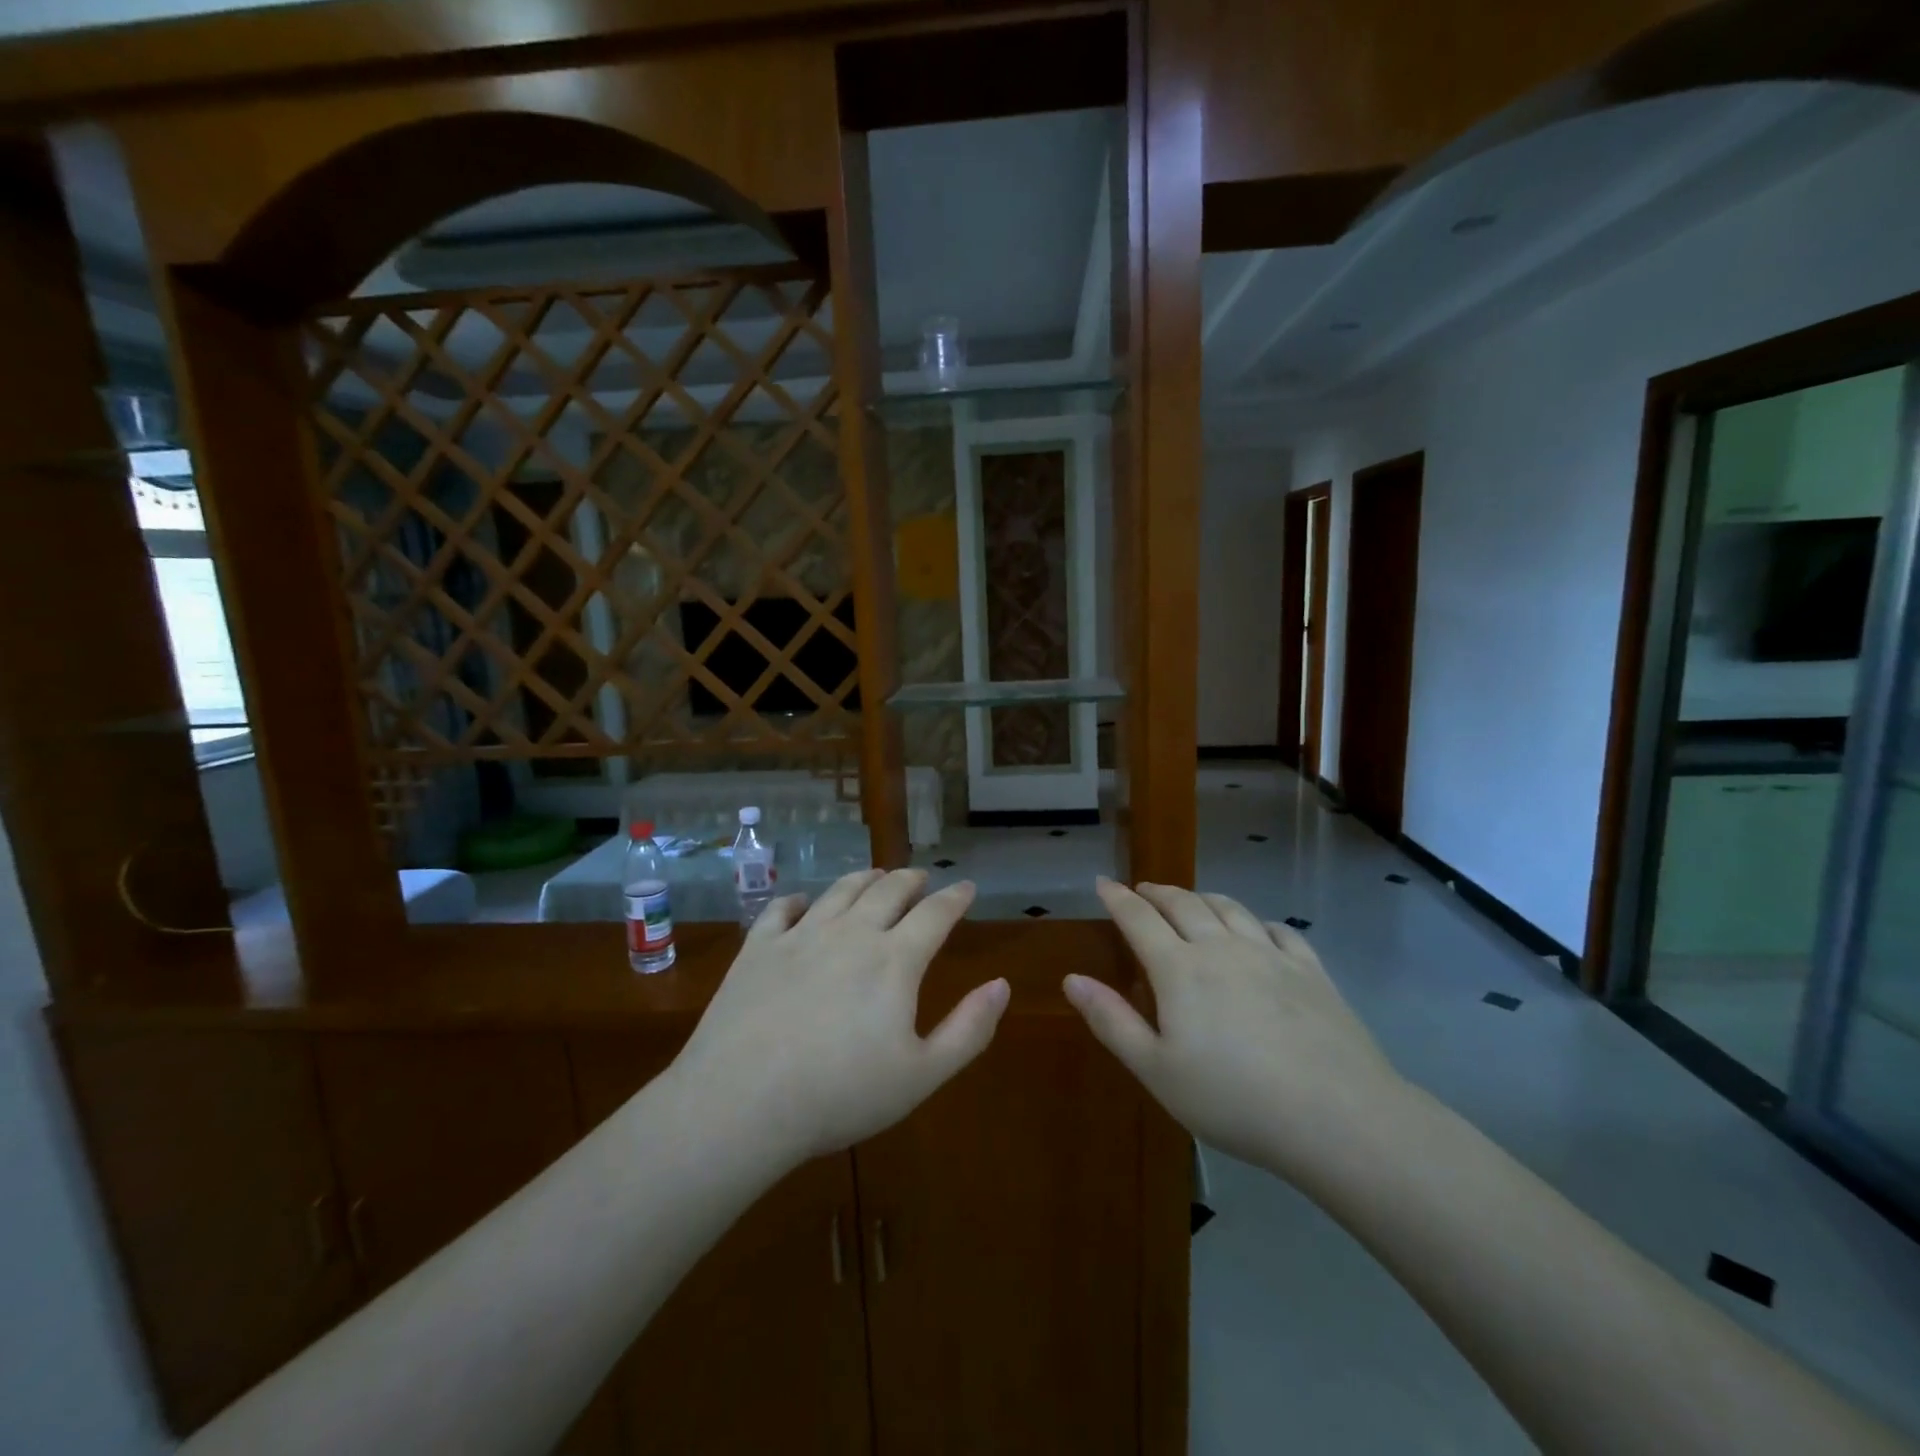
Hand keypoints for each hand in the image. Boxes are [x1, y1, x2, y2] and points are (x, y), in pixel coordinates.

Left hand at [671, 869, 1008, 1165]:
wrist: (742, 1102)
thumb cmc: (840, 1094)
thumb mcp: (921, 1074)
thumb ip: (968, 1029)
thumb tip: (1002, 985)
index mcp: (894, 960)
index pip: (935, 914)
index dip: (955, 897)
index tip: (966, 887)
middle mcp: (851, 933)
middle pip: (888, 891)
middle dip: (910, 880)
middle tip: (920, 877)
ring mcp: (800, 936)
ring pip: (840, 891)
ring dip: (864, 878)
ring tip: (875, 875)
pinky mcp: (758, 948)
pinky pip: (782, 908)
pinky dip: (800, 900)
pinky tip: (803, 903)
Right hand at [1066, 879, 1408, 1189]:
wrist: (1337, 1116)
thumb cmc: (1233, 1099)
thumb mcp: (1157, 1071)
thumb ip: (1112, 1020)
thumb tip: (1072, 978)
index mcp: (1179, 969)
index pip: (1139, 919)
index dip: (1117, 898)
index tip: (1103, 882)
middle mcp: (1222, 948)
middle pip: (1184, 905)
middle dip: (1158, 893)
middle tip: (1143, 889)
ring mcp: (1270, 955)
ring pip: (1230, 909)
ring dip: (1203, 898)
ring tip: (1192, 900)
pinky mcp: (1311, 971)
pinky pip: (1278, 930)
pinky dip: (1257, 921)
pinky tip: (1258, 929)